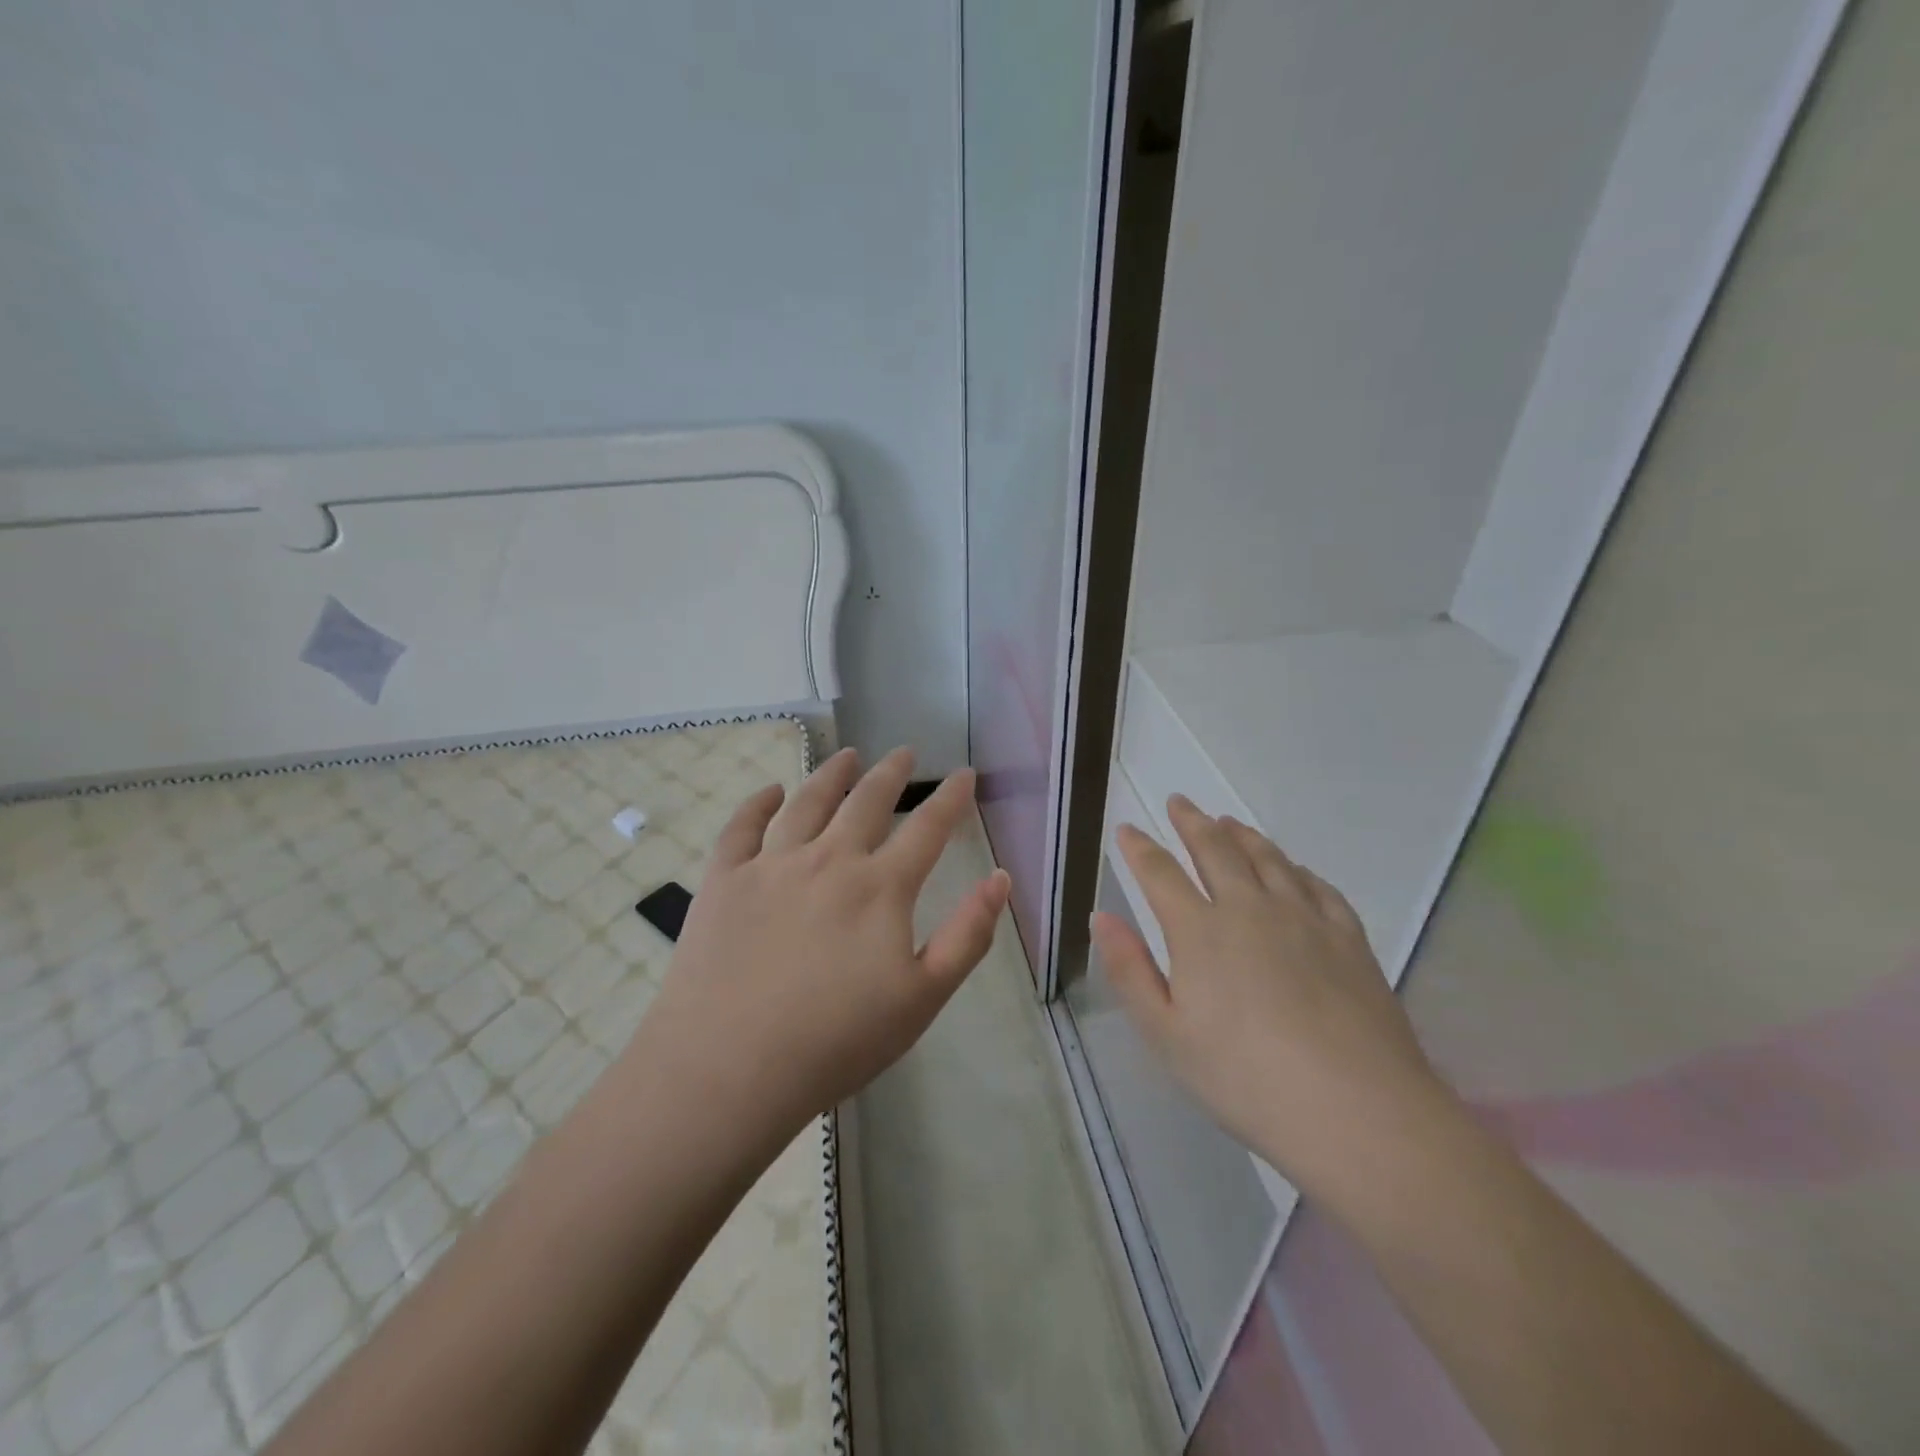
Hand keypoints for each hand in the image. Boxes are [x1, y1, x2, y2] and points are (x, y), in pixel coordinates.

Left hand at [627, 747, 1010, 1147]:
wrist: (730, 1067)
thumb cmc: (837, 1041)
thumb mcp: (923, 998)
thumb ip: (968, 935)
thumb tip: (1001, 878)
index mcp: (880, 888)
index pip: (927, 829)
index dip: (950, 798)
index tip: (964, 773)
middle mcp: (828, 860)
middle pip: (866, 802)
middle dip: (890, 773)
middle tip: (903, 752)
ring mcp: (771, 865)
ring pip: (807, 802)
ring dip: (832, 774)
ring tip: (847, 755)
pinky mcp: (724, 880)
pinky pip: (741, 827)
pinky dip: (758, 803)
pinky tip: (770, 792)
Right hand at [1091, 796, 1445, 1196]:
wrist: (1358, 1112)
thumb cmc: (1245, 1079)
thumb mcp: (1166, 1035)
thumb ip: (1129, 970)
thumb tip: (1101, 917)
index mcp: (1200, 931)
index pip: (1160, 873)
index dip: (1139, 848)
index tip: (1127, 829)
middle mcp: (1250, 909)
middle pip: (1216, 850)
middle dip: (1192, 822)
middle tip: (1180, 802)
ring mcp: (1304, 919)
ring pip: (1268, 859)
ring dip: (1243, 835)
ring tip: (1229, 822)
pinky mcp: (1348, 938)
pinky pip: (1317, 886)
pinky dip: (1296, 869)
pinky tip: (1293, 870)